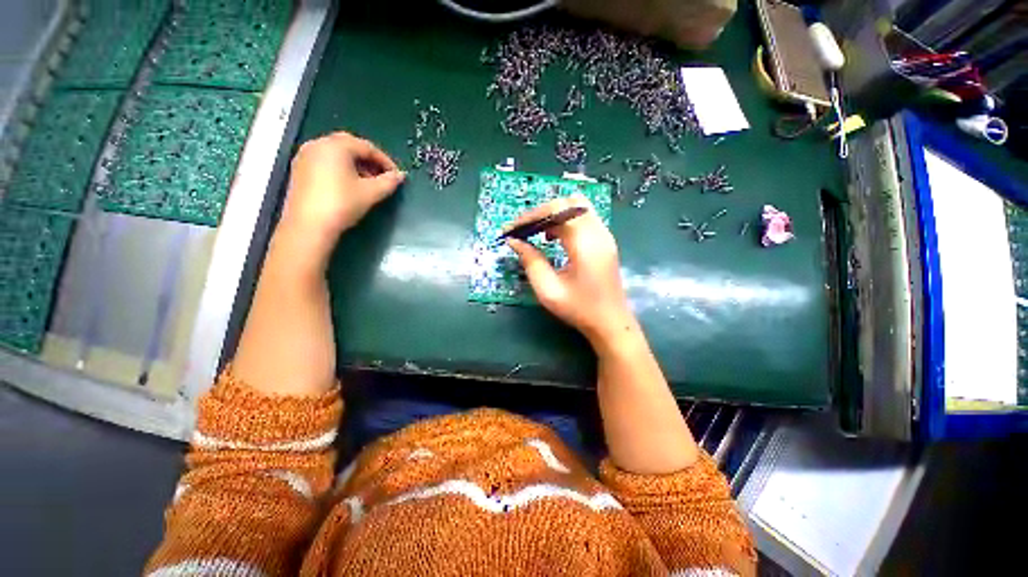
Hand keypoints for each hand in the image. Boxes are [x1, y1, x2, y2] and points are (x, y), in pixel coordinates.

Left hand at [277, 132, 404, 267]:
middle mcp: (318, 144)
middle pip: (350, 146)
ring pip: (337, 153)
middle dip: (369, 160)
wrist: (309, 225)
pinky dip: (341, 168)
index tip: (396, 175)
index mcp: (336, 145)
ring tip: (368, 182)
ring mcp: (305, 156)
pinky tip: (349, 185)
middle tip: (382, 176)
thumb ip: (389, 182)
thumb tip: (400, 176)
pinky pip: (325, 161)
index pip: (367, 147)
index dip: (385, 161)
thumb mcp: (371, 193)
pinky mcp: (299, 169)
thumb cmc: (342, 204)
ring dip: (355, 164)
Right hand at [506, 194, 634, 346]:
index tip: (512, 229)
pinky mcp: (605, 240)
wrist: (611, 322)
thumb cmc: (579, 309)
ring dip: (554, 214)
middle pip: (568, 202)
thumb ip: (530, 262)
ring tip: (537, 232)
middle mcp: (598, 232)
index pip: (556, 211)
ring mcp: (605, 235)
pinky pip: (583, 216)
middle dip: (541, 212)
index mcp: (585, 244)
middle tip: (524, 229)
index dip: (531, 216)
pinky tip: (554, 237)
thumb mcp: (548, 290)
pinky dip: (565, 219)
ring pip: (577, 206)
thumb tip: (514, 241)